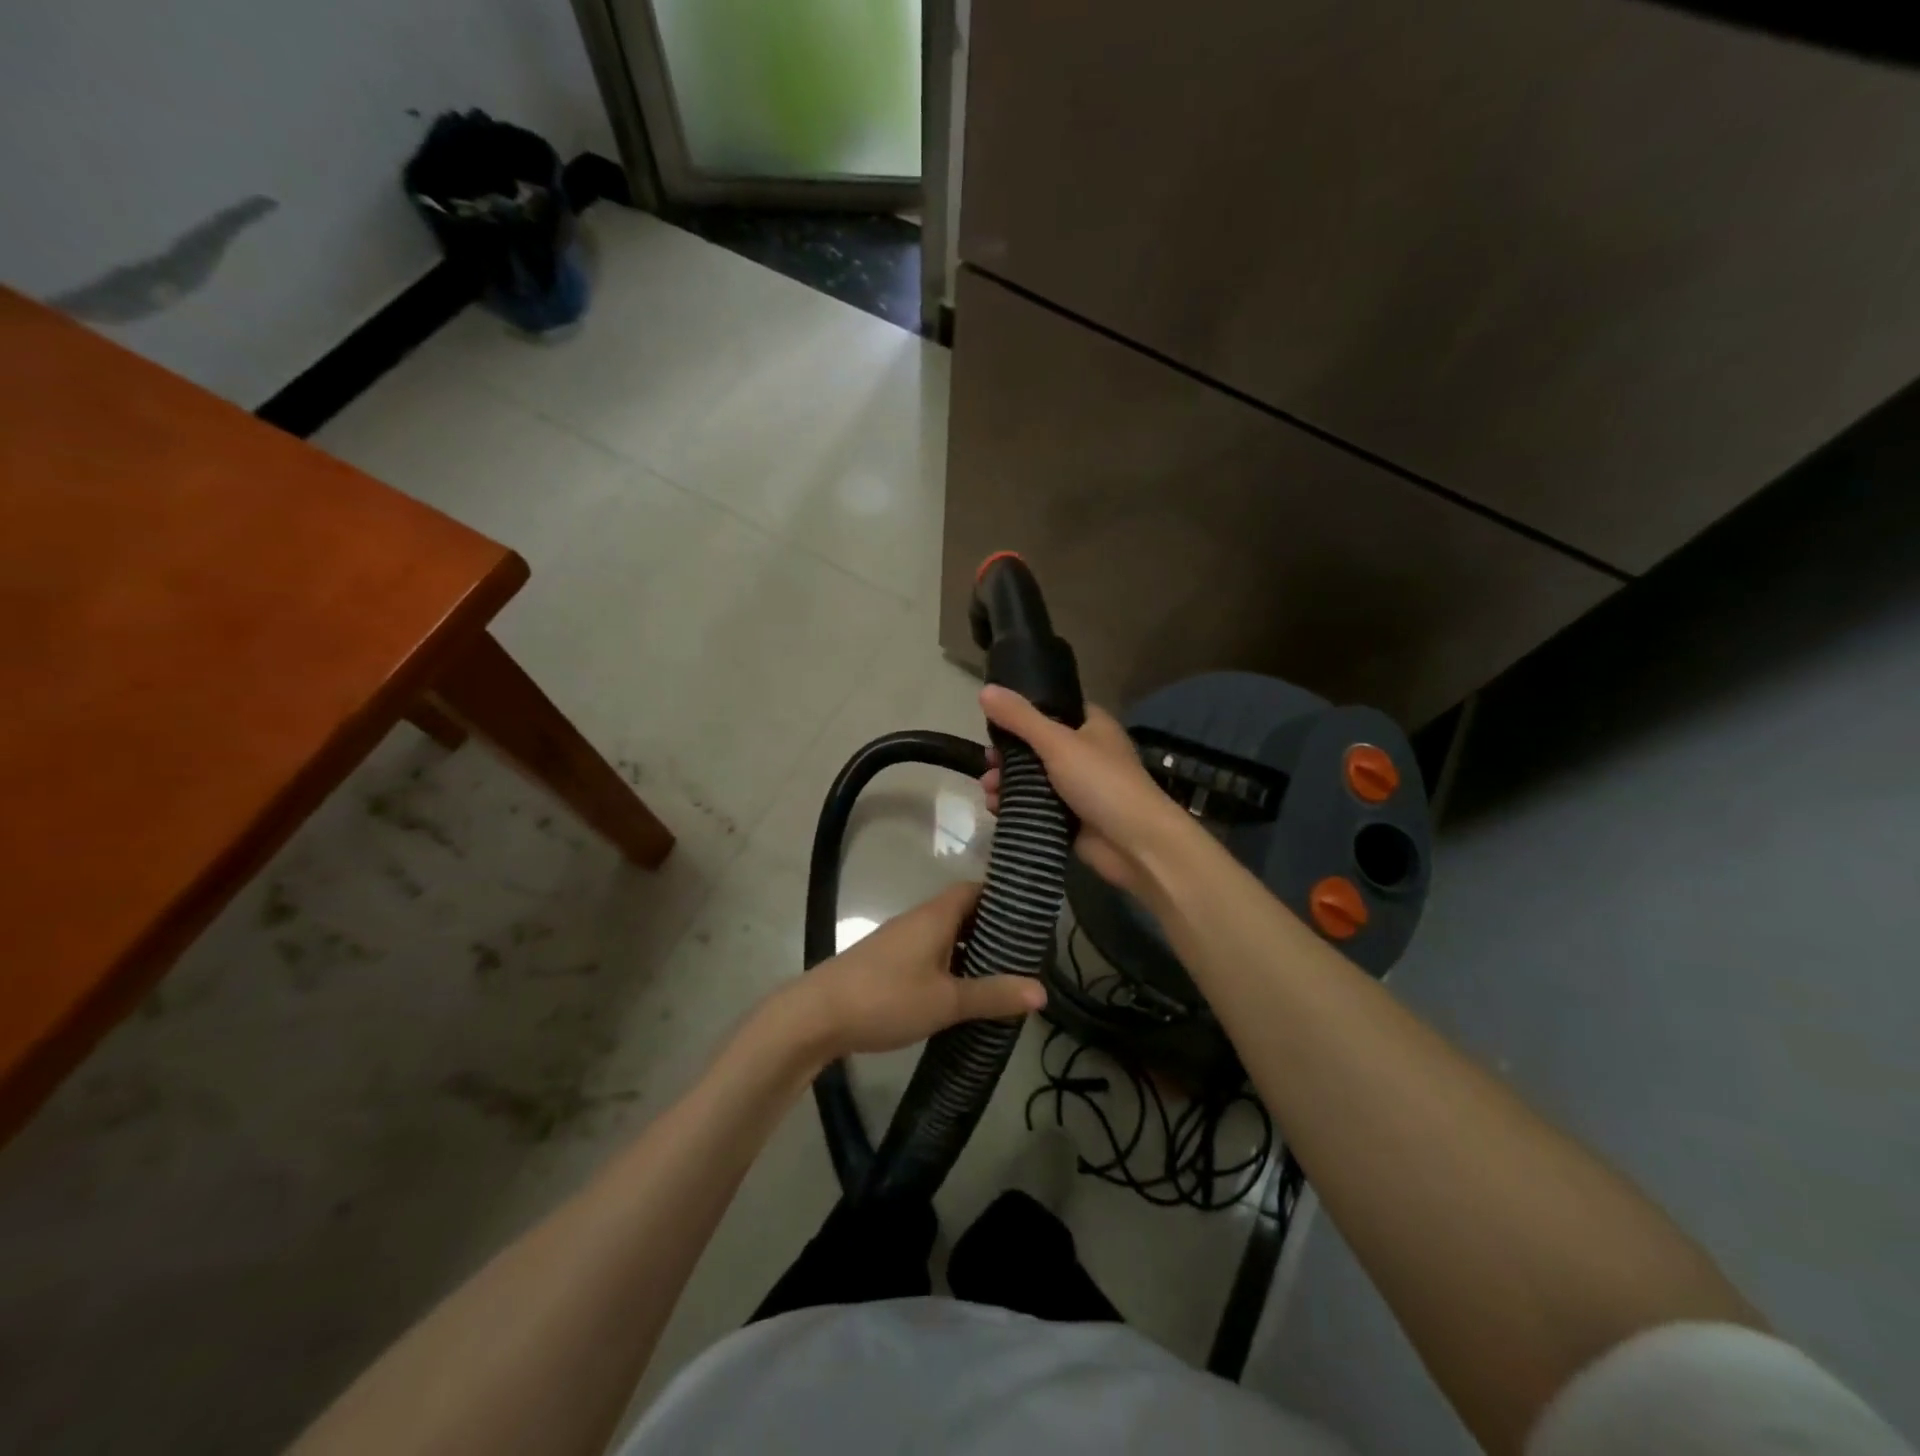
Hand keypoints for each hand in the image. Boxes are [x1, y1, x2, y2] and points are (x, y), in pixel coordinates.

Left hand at [778, 882, 1044, 1061]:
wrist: (816, 1016)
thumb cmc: (887, 998)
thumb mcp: (947, 1001)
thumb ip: (993, 995)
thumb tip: (1042, 991)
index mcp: (936, 916)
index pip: (975, 890)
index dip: (1003, 898)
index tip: (1031, 917)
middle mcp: (918, 920)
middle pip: (962, 912)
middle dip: (992, 929)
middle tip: (1024, 954)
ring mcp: (899, 941)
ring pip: (945, 936)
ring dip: (970, 950)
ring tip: (1001, 976)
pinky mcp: (886, 963)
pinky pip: (929, 954)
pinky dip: (950, 965)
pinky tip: (960, 993)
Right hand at [979, 685, 1197, 901]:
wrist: (1136, 844)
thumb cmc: (1102, 782)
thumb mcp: (1057, 742)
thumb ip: (1020, 718)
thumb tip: (984, 690)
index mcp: (1091, 726)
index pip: (1053, 709)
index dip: (1023, 712)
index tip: (993, 721)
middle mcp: (1085, 753)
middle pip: (1037, 747)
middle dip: (1008, 755)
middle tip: (988, 763)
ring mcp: (1079, 788)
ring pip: (1034, 779)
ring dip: (1008, 782)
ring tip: (988, 790)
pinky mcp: (1071, 818)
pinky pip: (1037, 806)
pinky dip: (1017, 806)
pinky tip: (996, 809)